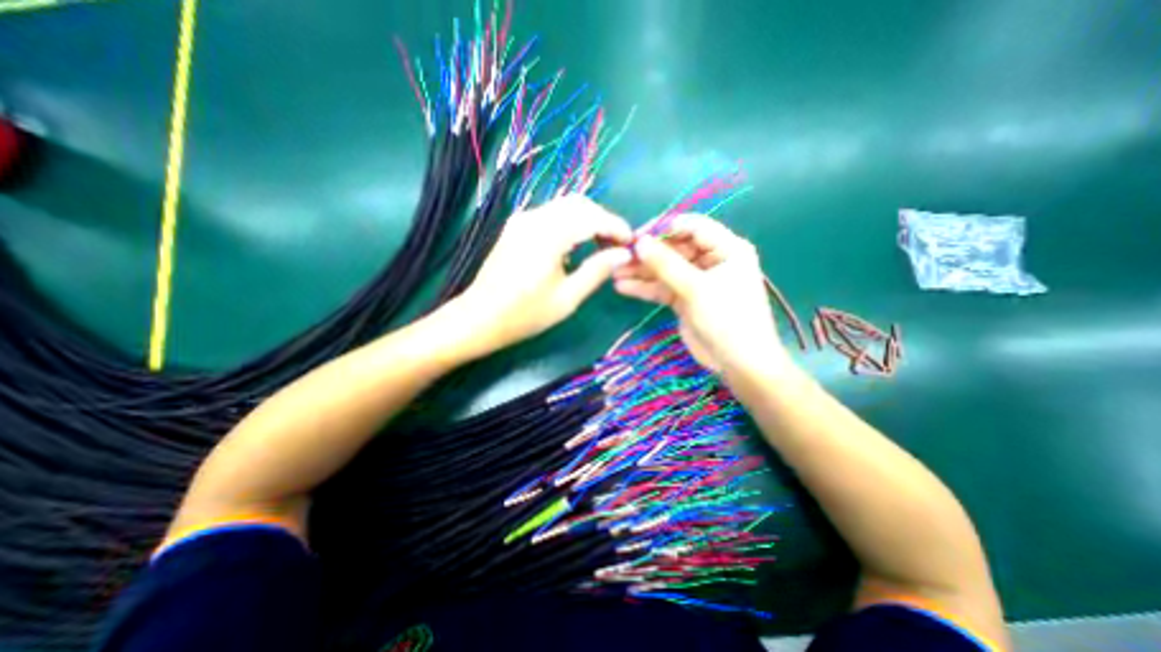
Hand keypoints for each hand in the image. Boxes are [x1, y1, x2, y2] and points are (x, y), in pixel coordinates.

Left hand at [456, 197, 634, 353]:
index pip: (592, 217)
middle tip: (617, 245)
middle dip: (604, 220)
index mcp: (548, 235)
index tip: (632, 243)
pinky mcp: (517, 226)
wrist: (480, 317)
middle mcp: (535, 218)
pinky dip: (571, 223)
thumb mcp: (567, 298)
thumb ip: (597, 271)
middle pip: (580, 204)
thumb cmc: (525, 314)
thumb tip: (623, 254)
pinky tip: (578, 244)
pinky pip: (552, 214)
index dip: (616, 227)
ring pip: (566, 206)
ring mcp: (523, 219)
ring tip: (602, 245)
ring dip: (588, 219)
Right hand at [612, 218, 782, 373]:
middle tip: (619, 258)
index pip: (692, 227)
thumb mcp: (696, 289)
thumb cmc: (727, 319)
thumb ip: (666, 264)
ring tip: (614, 272)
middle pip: (675, 249)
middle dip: (647, 254)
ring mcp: (697, 280)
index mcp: (726, 248)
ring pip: (666, 269)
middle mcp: (711, 260)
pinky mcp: (685, 298)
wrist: (738, 363)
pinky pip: (663, 287)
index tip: (636, 236)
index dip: (663, 228)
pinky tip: (623, 287)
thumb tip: (639, 243)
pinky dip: (645, 288)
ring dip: (641, 271)